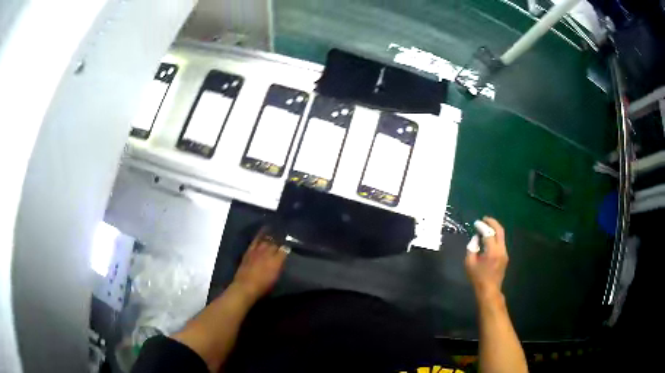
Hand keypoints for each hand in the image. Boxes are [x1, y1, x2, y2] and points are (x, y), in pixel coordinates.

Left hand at [232, 229, 288, 301]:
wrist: (246, 286)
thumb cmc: (263, 286)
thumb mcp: (275, 278)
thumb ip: (279, 266)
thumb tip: (282, 258)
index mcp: (277, 261)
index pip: (285, 250)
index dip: (287, 248)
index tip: (288, 247)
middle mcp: (268, 253)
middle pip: (276, 244)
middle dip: (280, 241)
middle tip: (283, 239)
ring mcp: (258, 251)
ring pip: (267, 240)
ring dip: (272, 236)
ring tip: (276, 232)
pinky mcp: (250, 250)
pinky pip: (256, 240)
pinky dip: (260, 234)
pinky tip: (264, 229)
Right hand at [465, 217, 507, 303]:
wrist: (489, 290)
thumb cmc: (477, 278)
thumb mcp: (469, 263)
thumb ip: (471, 248)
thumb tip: (476, 238)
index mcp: (492, 251)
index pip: (488, 233)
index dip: (482, 226)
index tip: (476, 223)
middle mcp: (501, 250)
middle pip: (499, 230)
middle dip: (492, 222)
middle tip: (484, 219)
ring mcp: (505, 253)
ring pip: (501, 236)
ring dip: (494, 230)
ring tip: (486, 228)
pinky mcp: (505, 257)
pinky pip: (501, 243)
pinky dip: (495, 237)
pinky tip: (489, 239)